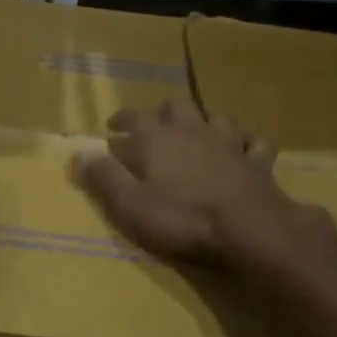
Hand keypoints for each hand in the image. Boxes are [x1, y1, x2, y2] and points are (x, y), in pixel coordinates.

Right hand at [72, 98, 336, 284]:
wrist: (249, 229)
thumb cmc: (181, 218)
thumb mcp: (129, 204)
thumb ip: (103, 177)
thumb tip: (79, 153)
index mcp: (157, 138)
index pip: (134, 117)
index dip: (121, 119)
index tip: (111, 127)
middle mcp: (192, 130)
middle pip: (176, 107)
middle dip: (161, 113)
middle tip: (152, 127)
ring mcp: (229, 143)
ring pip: (216, 118)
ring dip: (204, 122)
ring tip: (197, 133)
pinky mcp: (258, 162)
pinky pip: (254, 142)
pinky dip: (246, 143)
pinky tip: (243, 149)